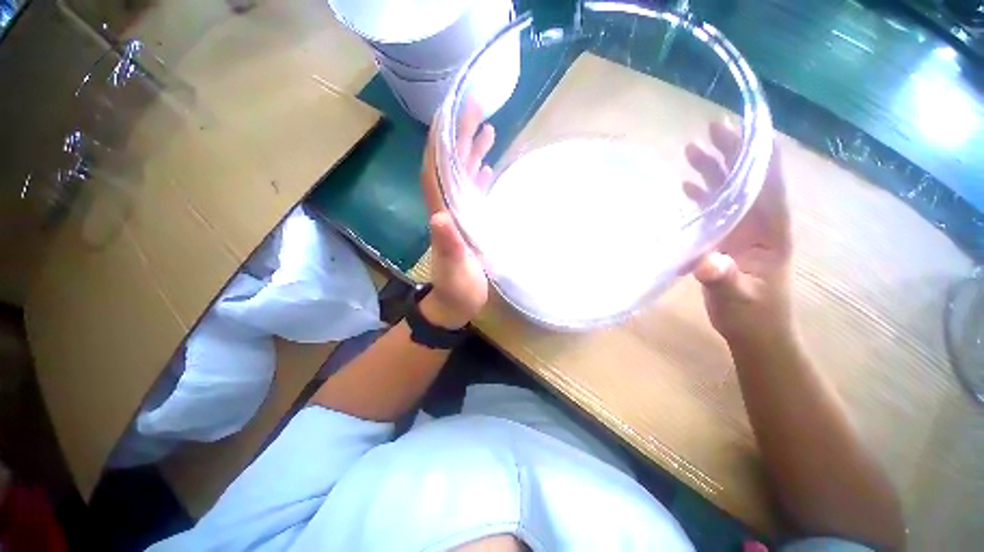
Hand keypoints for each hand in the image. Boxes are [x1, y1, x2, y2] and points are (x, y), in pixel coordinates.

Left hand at [418, 103, 494, 328]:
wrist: (456, 304)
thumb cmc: (456, 289)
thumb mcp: (455, 270)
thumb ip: (449, 245)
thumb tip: (440, 216)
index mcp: (442, 215)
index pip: (434, 171)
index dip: (439, 143)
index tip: (448, 113)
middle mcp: (447, 209)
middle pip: (449, 166)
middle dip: (459, 137)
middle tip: (474, 108)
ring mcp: (459, 215)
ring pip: (462, 176)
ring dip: (471, 152)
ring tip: (487, 128)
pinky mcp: (470, 224)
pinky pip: (472, 193)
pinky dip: (479, 177)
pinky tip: (488, 165)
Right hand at [684, 121, 792, 344]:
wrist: (754, 331)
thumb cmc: (752, 315)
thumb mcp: (738, 299)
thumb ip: (723, 279)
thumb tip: (704, 261)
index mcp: (771, 232)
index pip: (770, 187)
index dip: (760, 157)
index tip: (746, 129)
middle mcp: (759, 224)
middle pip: (747, 181)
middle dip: (732, 154)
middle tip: (711, 130)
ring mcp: (742, 231)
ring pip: (729, 193)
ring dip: (714, 170)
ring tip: (692, 151)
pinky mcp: (726, 240)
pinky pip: (715, 210)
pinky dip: (704, 194)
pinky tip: (689, 185)